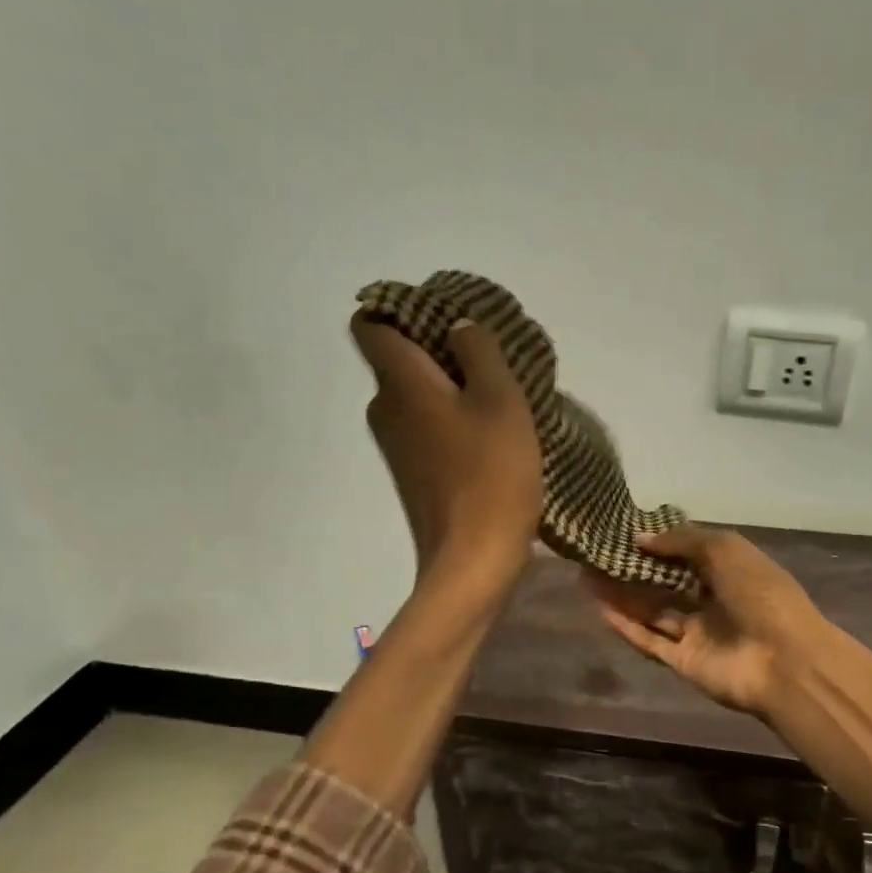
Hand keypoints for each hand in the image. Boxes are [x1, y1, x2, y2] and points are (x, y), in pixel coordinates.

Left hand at [351, 314, 541, 597]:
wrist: (473, 561)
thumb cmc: (492, 475)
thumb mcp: (502, 401)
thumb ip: (480, 352)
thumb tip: (458, 328)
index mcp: (400, 383)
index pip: (370, 325)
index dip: (399, 311)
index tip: (442, 318)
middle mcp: (384, 410)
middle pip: (397, 361)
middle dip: (436, 351)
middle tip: (486, 359)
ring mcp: (395, 448)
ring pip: (415, 398)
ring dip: (448, 390)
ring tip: (495, 398)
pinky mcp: (412, 477)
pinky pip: (425, 430)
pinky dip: (449, 423)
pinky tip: (487, 436)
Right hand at [583, 525, 825, 716]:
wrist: (785, 661)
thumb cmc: (760, 594)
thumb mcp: (725, 549)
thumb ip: (681, 540)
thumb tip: (640, 538)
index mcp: (730, 571)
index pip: (687, 554)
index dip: (657, 543)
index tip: (622, 532)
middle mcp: (712, 601)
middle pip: (665, 583)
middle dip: (633, 569)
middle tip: (595, 555)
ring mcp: (697, 633)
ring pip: (653, 611)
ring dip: (622, 595)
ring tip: (586, 576)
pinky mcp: (683, 662)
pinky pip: (650, 641)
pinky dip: (626, 626)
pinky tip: (600, 608)